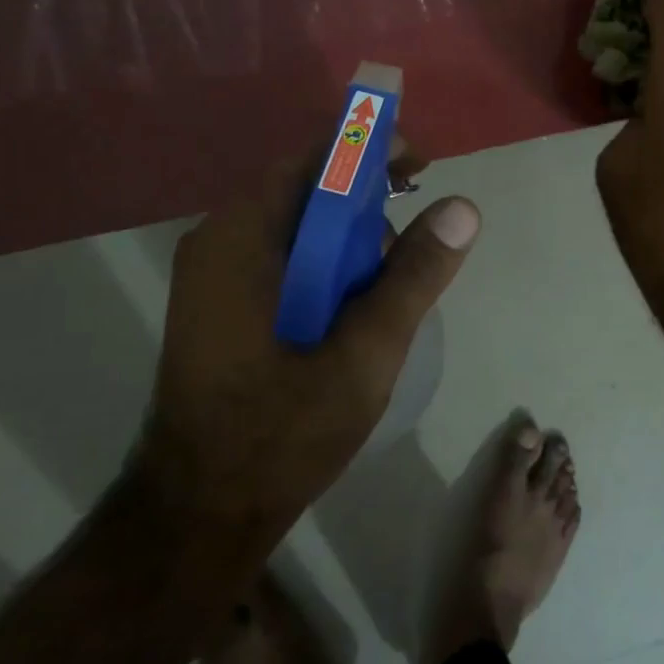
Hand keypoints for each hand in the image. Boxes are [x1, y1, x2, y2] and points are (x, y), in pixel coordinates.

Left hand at [134, 148, 479, 549]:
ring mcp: (214, 277)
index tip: (421, 167)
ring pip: (297, 230)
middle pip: (304, 192)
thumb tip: (462, 206)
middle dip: (366, 204)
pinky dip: (327, 269)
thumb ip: (414, 275)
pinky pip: (284, 262)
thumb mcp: (365, 352)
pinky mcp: (222, 307)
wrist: (200, 513)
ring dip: (349, 242)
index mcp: (240, 239)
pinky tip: (354, 311)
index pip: (311, 160)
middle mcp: (218, 243)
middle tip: (414, 242)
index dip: (369, 150)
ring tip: (387, 289)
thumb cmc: (281, 432)